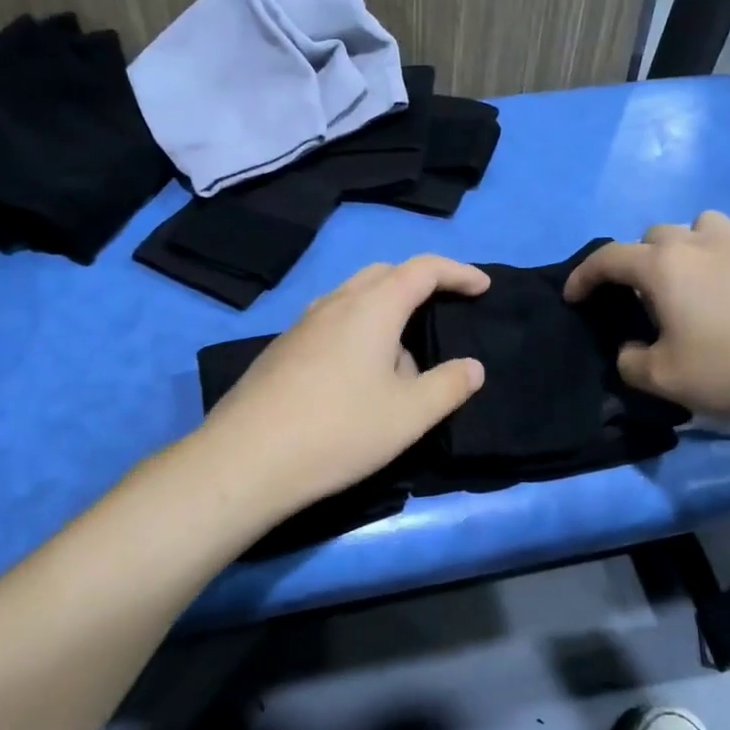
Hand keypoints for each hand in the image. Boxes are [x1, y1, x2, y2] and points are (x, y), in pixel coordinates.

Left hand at [199, 255, 490, 517]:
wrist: (246, 459)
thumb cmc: (339, 431)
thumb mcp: (408, 416)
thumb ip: (448, 386)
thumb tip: (473, 367)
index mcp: (371, 307)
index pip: (422, 269)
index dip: (458, 273)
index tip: (482, 287)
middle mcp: (334, 303)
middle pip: (384, 274)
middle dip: (419, 285)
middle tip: (443, 311)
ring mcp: (302, 325)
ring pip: (354, 300)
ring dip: (386, 315)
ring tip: (403, 362)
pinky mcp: (282, 350)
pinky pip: (332, 324)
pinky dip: (358, 334)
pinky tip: (358, 382)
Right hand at [563, 211, 729, 430]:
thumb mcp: (662, 379)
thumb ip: (630, 361)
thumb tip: (632, 349)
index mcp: (662, 267)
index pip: (608, 258)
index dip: (584, 276)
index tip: (574, 297)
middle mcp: (699, 243)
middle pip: (655, 235)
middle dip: (638, 260)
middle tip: (642, 297)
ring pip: (703, 224)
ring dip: (689, 244)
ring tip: (693, 276)